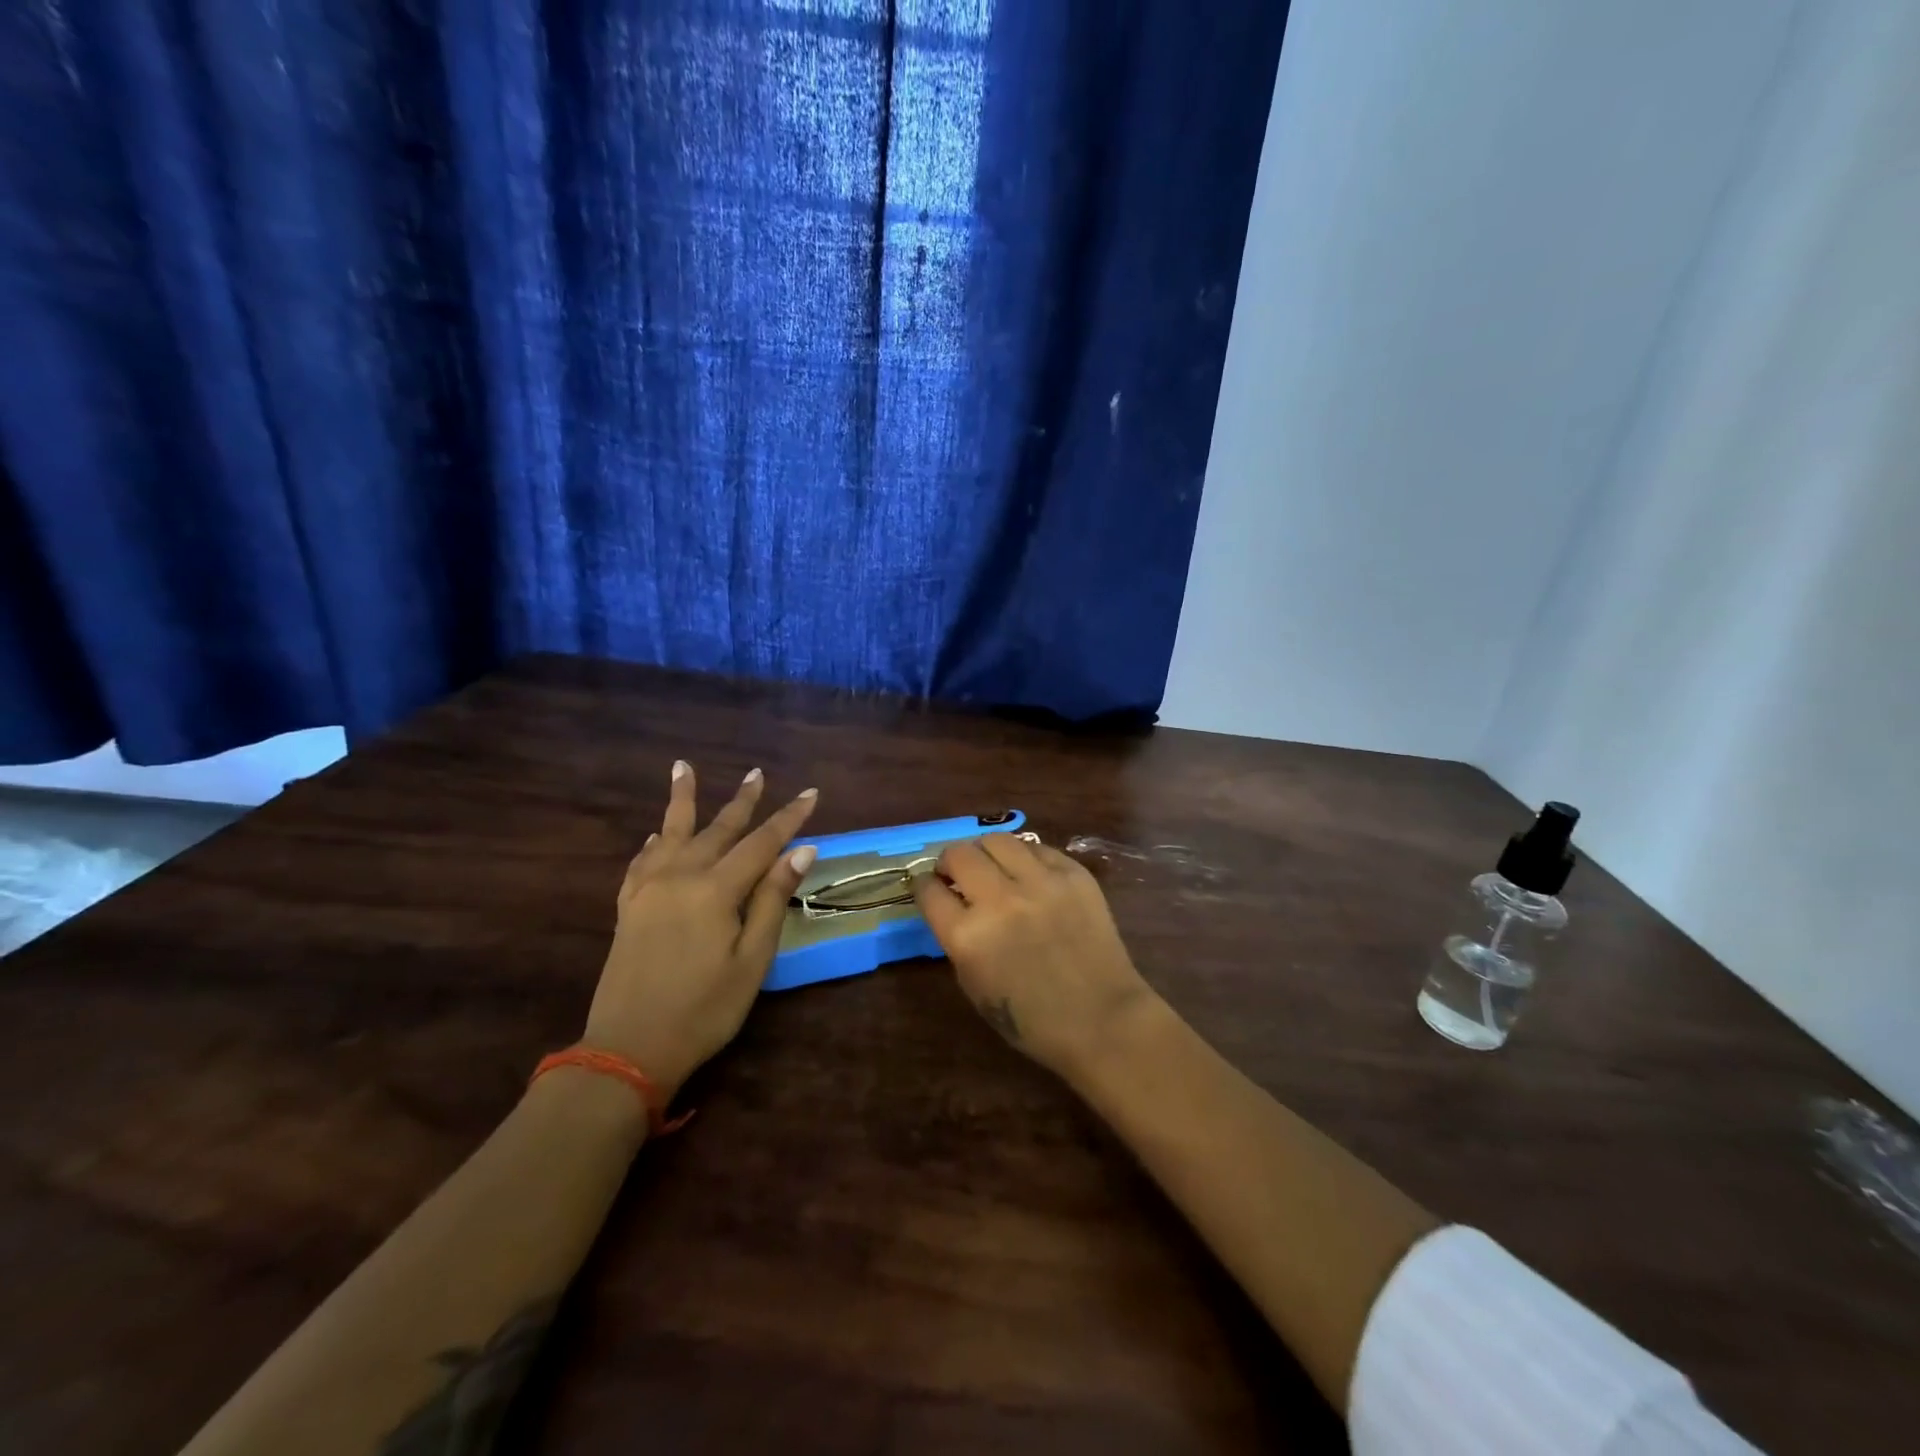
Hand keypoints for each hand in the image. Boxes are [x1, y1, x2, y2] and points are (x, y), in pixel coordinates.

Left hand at [582, 762, 820, 1098]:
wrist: (628, 1049)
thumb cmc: (704, 1009)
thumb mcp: (752, 960)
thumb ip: (772, 900)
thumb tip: (802, 850)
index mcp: (714, 890)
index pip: (761, 842)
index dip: (789, 817)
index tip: (810, 793)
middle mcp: (679, 877)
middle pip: (717, 829)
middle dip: (742, 801)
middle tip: (756, 772)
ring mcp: (648, 890)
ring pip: (671, 832)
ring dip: (682, 799)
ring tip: (682, 767)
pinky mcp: (629, 907)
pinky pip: (643, 860)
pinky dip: (654, 841)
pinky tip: (658, 833)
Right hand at [913, 834, 1158, 1078]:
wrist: (1102, 1019)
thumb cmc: (1032, 1018)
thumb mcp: (974, 985)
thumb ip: (957, 938)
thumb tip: (951, 902)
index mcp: (968, 937)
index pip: (929, 890)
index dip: (925, 886)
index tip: (931, 887)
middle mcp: (1000, 900)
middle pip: (958, 854)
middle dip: (950, 862)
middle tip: (958, 874)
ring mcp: (1040, 882)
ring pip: (996, 840)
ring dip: (985, 852)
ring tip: (992, 867)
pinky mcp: (1073, 873)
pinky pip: (1036, 848)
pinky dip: (1024, 858)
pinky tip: (1028, 874)